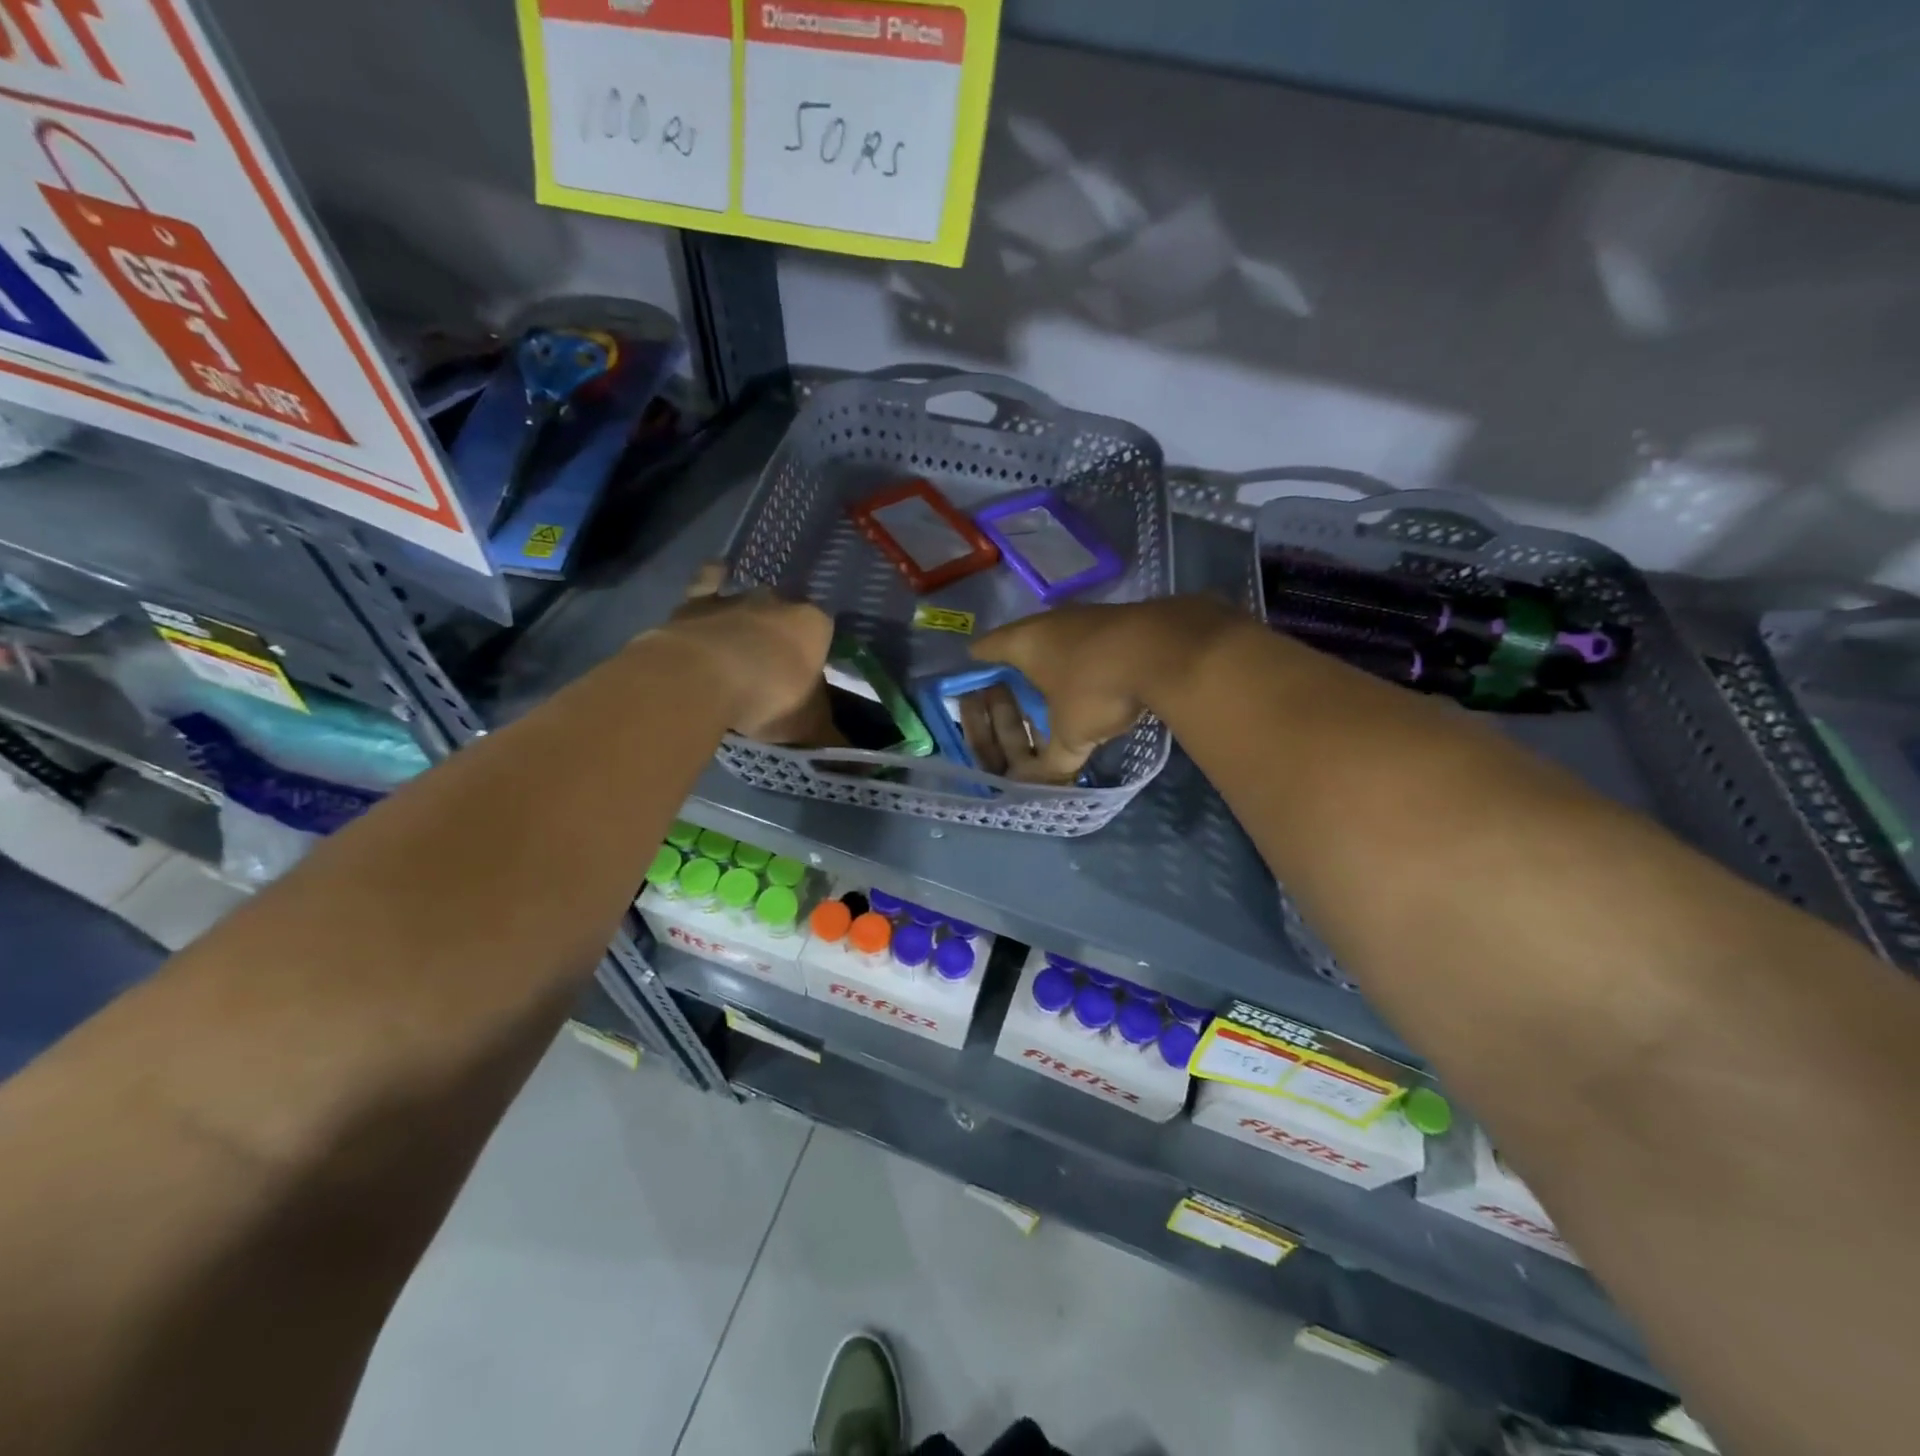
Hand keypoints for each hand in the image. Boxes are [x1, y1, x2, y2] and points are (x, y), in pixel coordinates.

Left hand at [650, 564, 839, 744]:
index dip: (817, 654)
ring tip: (745, 640)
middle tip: (775, 666)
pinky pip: (709, 580)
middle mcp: (781, 602)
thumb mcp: (807, 727)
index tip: (807, 678)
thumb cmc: (769, 697)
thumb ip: (829, 738)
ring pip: (751, 599)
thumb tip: (856, 763)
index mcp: (816, 626)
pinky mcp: (698, 600)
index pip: (825, 633)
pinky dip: (714, 578)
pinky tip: (716, 576)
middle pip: (788, 614)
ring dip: (750, 614)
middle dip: (784, 634)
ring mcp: (738, 597)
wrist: (701, 679)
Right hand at [970, 597, 1241, 774]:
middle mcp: (1049, 621)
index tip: (972, 684)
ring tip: (1054, 689)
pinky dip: (1086, 660)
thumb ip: (1052, 762)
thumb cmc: (1097, 688)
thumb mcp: (1071, 735)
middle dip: (1016, 668)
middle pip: (1021, 642)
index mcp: (1023, 642)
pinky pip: (1089, 642)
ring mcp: (1086, 615)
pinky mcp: (1119, 619)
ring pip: (1058, 639)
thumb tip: (1036, 786)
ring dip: (1054, 663)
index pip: (985, 649)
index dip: (976, 668)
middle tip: (1012, 693)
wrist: (1166, 649)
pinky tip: (1096, 679)